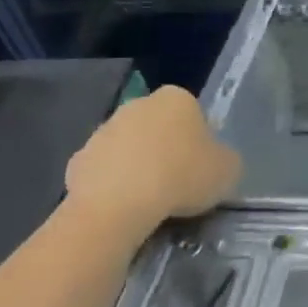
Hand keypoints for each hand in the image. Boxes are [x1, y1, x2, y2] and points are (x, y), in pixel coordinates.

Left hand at [65, 86, 241, 235]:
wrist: (118, 205)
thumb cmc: (182, 177)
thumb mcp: (228, 170)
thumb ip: (224, 158)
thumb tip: (215, 160)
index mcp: (177, 98)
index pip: (194, 113)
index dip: (200, 140)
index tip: (202, 166)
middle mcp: (138, 104)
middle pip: (159, 126)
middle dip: (166, 148)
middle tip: (178, 182)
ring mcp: (104, 130)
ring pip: (130, 147)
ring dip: (139, 166)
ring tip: (151, 200)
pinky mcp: (78, 159)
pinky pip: (105, 171)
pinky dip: (114, 185)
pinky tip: (124, 207)